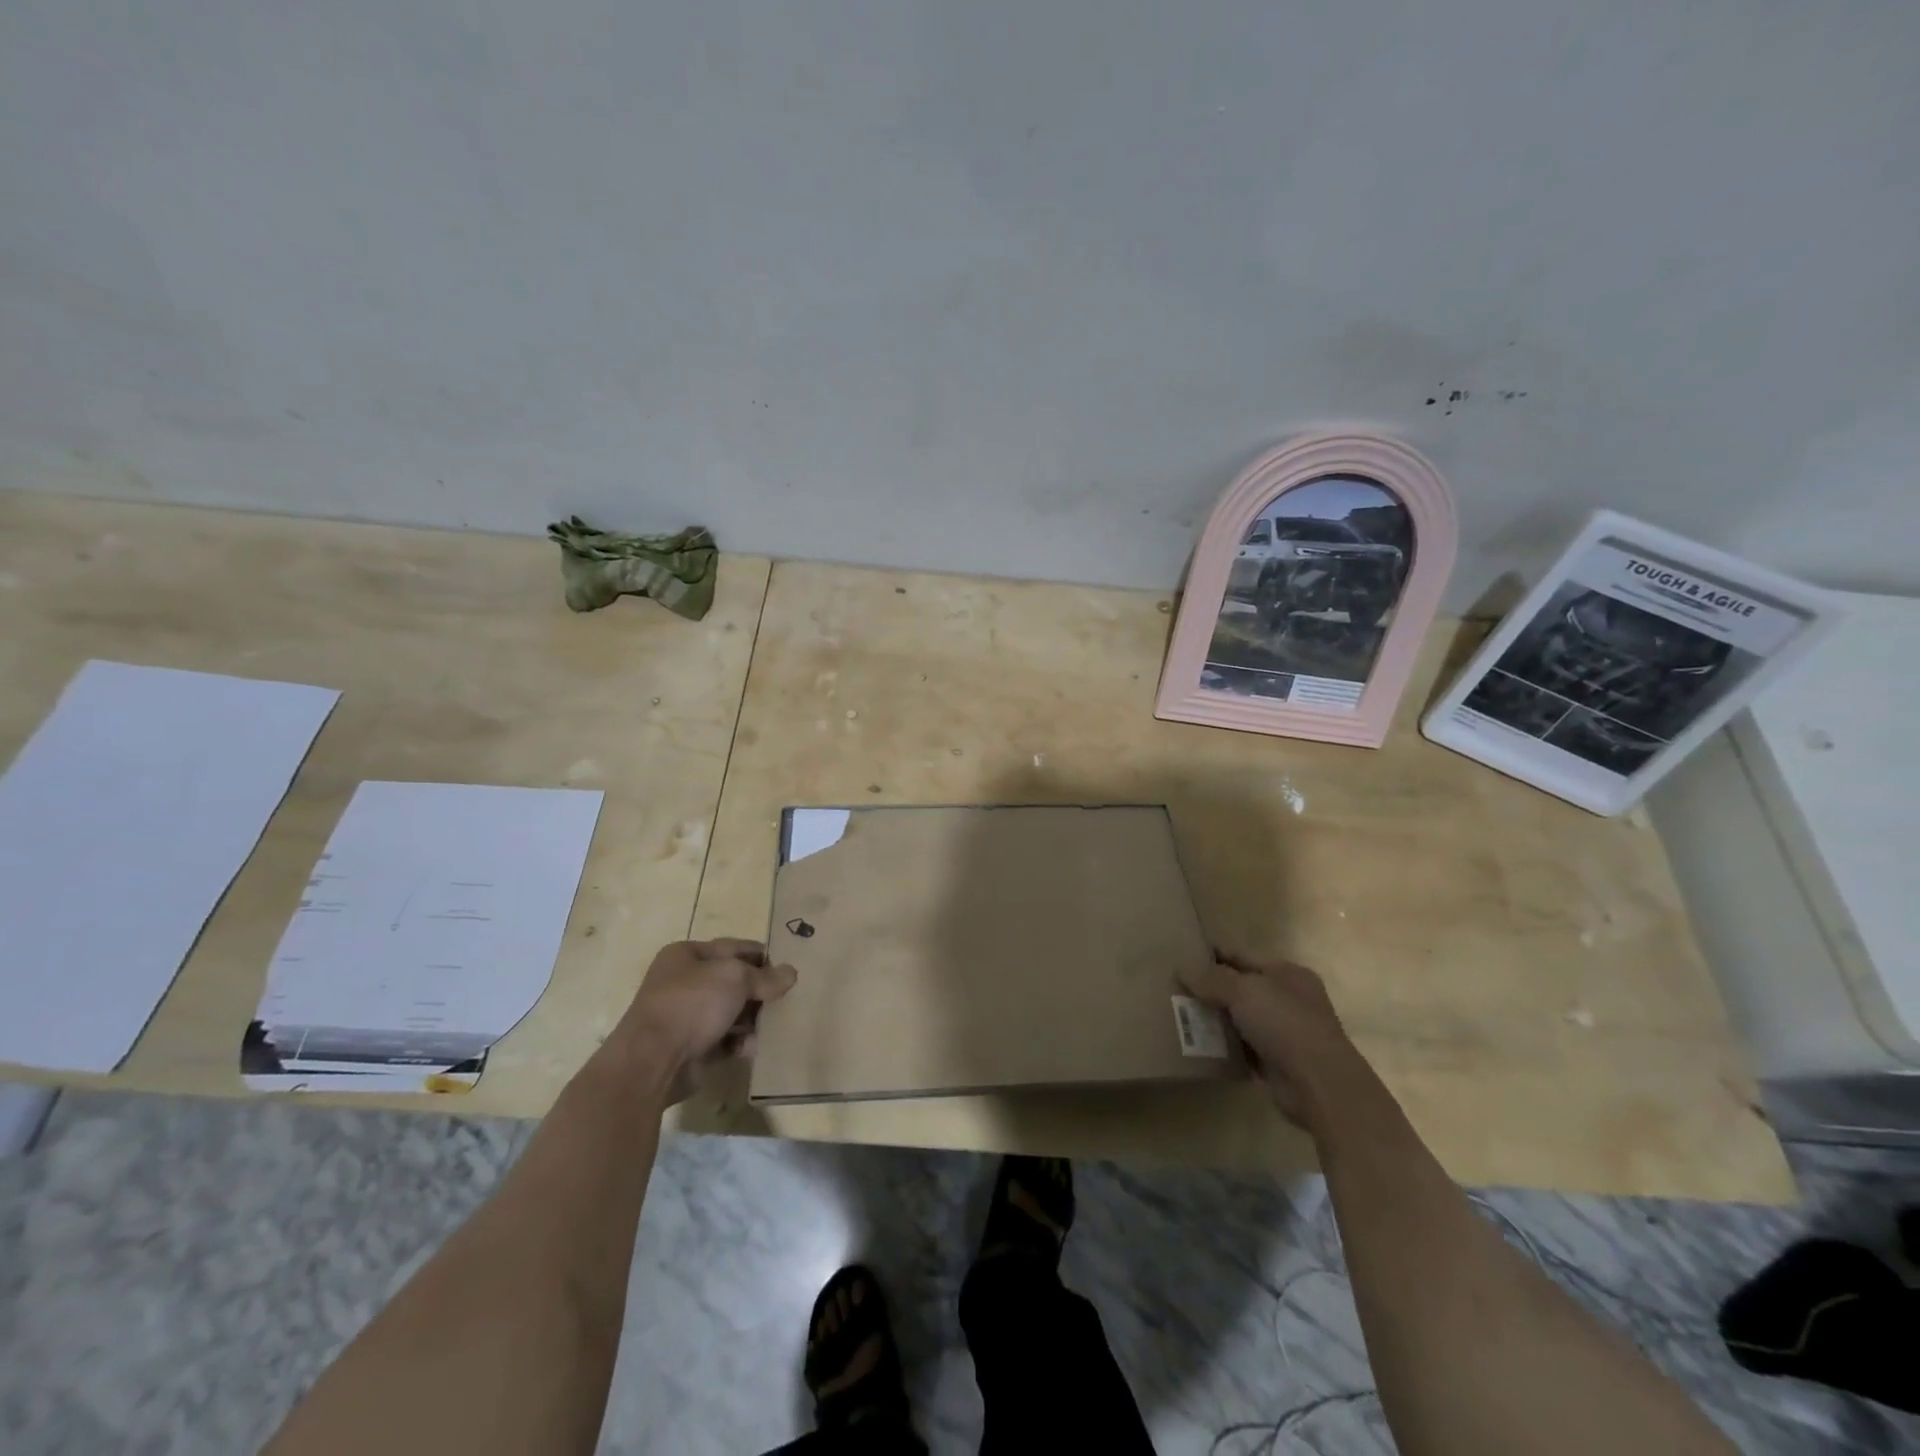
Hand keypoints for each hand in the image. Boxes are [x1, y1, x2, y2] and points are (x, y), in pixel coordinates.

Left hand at [607, 939, 797, 1103]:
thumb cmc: (692, 1003)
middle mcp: (684, 982)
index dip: (761, 955)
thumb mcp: (735, 978)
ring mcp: (687, 1016)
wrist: (653, 1061)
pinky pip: (726, 1039)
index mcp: (687, 955)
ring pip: (731, 1011)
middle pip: (733, 981)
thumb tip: (791, 973)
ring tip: (780, 1023)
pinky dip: (743, 1042)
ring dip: (754, 1017)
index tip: (787, 967)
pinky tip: (759, 1046)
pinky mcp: (692, 1047)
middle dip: (760, 990)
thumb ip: (765, 976)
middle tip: (789, 997)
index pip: (733, 947)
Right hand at [1180, 951, 1362, 1130]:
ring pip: (1237, 1017)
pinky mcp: (1274, 1061)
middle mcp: (1286, 999)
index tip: (1180, 955)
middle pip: (1238, 987)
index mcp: (1286, 973)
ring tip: (1176, 1012)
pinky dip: (1221, 1044)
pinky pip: (1239, 1046)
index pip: (1241, 956)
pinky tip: (1195, 1042)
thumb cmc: (1285, 1023)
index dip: (1212, 954)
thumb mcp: (1244, 990)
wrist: (1318, 1084)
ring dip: (1212, 1017)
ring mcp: (1282, 1031)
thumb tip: (1182, 968)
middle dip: (1208, 987)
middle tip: (1172, 985)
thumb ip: (1212, 978)